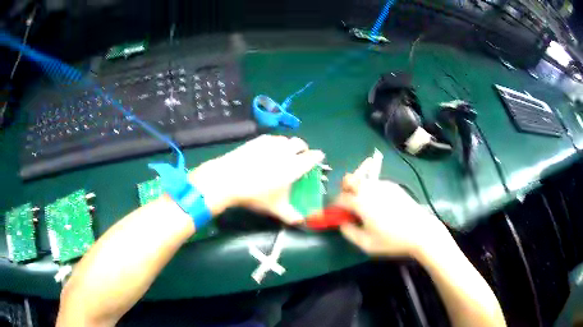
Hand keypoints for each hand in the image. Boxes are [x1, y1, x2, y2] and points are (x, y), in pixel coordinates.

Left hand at [188, 135, 323, 222]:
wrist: (228, 179)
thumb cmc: (255, 194)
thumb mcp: (275, 208)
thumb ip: (291, 215)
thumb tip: (300, 221)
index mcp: (295, 166)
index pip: (313, 157)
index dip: (317, 157)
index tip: (318, 158)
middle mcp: (286, 151)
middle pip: (300, 143)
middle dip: (303, 148)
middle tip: (300, 156)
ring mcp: (270, 143)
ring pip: (285, 139)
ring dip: (288, 145)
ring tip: (284, 153)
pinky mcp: (257, 140)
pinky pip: (271, 138)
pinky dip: (274, 143)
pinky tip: (267, 151)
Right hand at [336, 157, 447, 257]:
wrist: (420, 231)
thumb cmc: (392, 240)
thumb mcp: (366, 244)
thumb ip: (349, 233)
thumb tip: (342, 223)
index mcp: (361, 202)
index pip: (340, 198)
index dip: (335, 206)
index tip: (336, 214)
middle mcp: (370, 189)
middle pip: (350, 180)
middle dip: (344, 190)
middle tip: (348, 204)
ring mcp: (383, 185)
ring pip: (363, 181)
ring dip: (358, 190)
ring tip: (365, 206)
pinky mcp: (394, 186)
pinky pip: (376, 184)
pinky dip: (371, 190)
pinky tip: (380, 205)